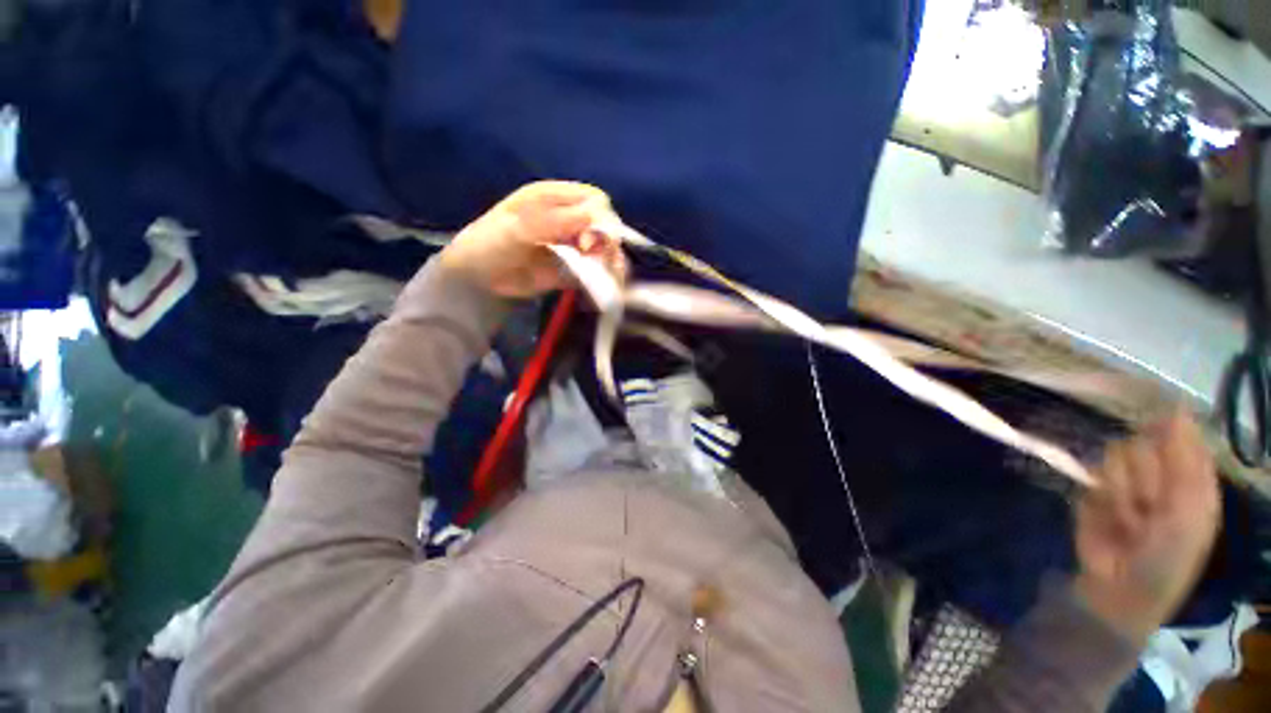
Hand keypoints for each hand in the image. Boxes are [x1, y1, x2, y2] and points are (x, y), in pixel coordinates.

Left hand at [436, 181, 626, 297]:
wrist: (478, 279)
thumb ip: (555, 220)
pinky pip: (596, 271)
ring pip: (604, 249)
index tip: (588, 240)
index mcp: (554, 198)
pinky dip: (604, 277)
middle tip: (590, 257)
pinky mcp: (573, 270)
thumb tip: (595, 215)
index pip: (593, 199)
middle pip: (604, 224)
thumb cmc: (490, 243)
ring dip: (609, 260)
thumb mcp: (517, 227)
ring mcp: (572, 246)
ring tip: (606, 274)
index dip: (600, 217)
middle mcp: (569, 219)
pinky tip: (606, 284)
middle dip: (606, 241)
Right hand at [1074, 412, 1220, 643]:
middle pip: (1145, 443)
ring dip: (1122, 491)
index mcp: (1190, 476)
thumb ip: (1185, 462)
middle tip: (1151, 508)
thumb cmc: (1168, 556)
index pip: (1181, 434)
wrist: (1119, 587)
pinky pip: (1092, 474)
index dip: (1172, 435)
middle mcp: (1158, 472)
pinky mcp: (1092, 488)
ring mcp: (1124, 480)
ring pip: (1115, 456)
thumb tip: (1175, 410)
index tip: (1162, 440)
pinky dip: (1100, 498)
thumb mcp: (1189, 513)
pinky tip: (1108, 520)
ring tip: (1129, 521)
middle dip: (1146, 476)